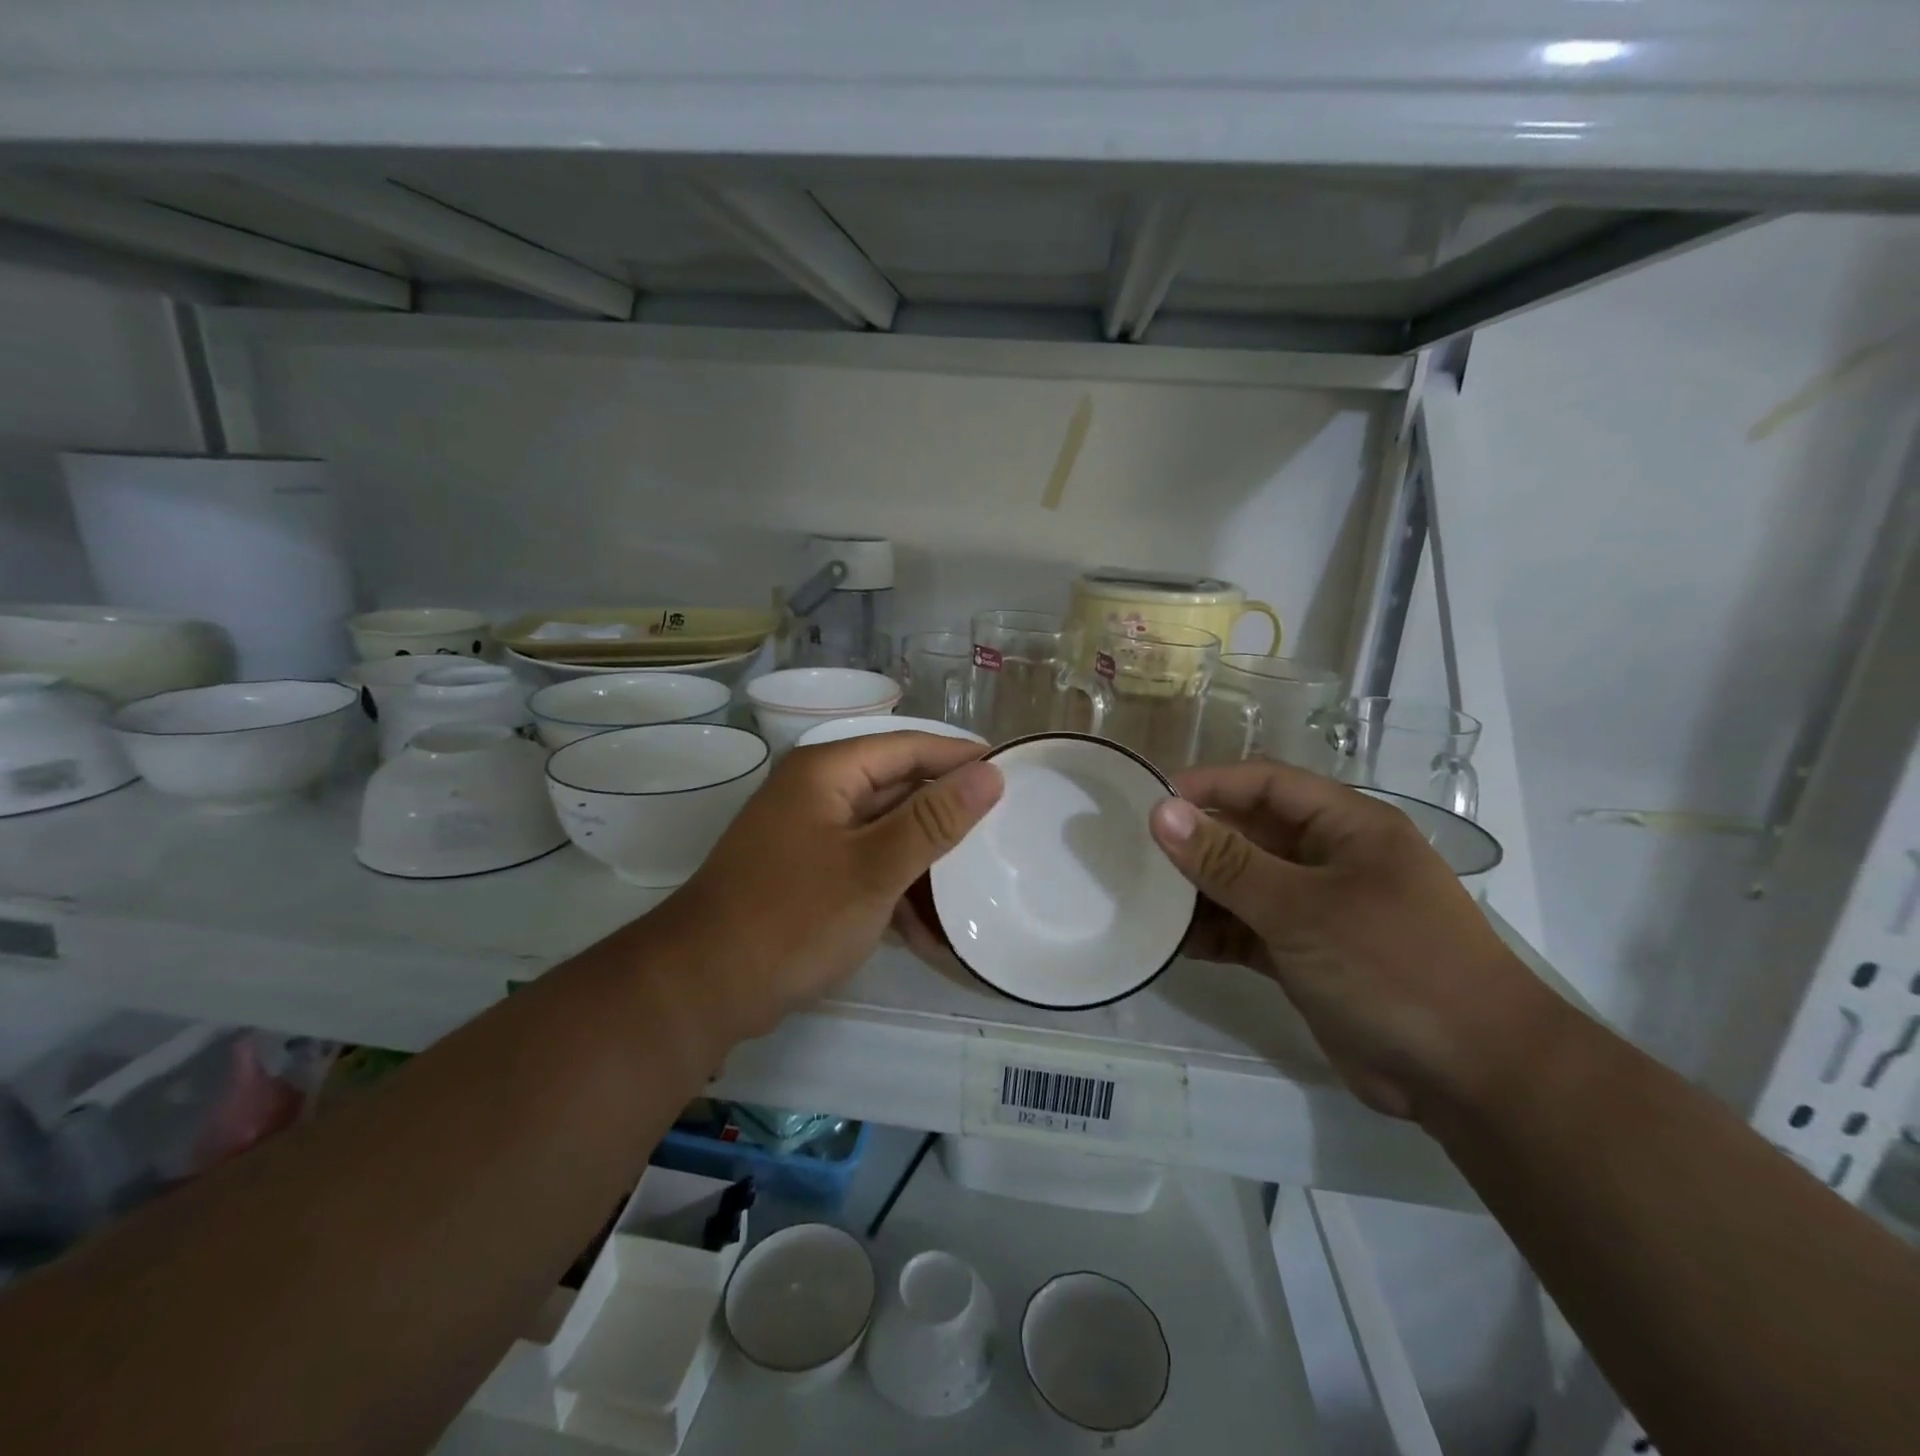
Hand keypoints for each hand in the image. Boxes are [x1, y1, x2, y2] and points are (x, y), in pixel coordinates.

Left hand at [657, 734, 1001, 1038]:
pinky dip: (897, 893)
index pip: (910, 746)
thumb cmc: (792, 917)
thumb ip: (934, 819)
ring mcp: (811, 835)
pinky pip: (867, 867)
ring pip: (887, 833)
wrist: (703, 988)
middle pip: (899, 788)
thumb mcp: (874, 867)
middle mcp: (818, 792)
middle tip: (1006, 831)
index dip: (961, 757)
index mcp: (829, 771)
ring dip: (926, 864)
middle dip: (948, 816)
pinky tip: (930, 933)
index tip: (1013, 772)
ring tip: (978, 887)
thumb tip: (989, 774)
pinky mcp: (808, 874)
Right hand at [1149, 761, 1559, 1122]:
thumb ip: (1227, 862)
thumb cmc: (1393, 966)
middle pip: (1249, 833)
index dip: (1208, 785)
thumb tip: (1161, 812)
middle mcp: (1330, 859)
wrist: (1472, 1079)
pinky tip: (1170, 943)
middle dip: (1194, 841)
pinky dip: (1214, 934)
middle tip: (1130, 849)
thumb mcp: (1302, 908)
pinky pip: (1247, 931)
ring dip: (1198, 892)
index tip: (1148, 798)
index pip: (1266, 784)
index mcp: (1347, 826)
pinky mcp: (1305, 956)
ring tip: (1139, 896)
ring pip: (1243, 885)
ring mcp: (1318, 910)